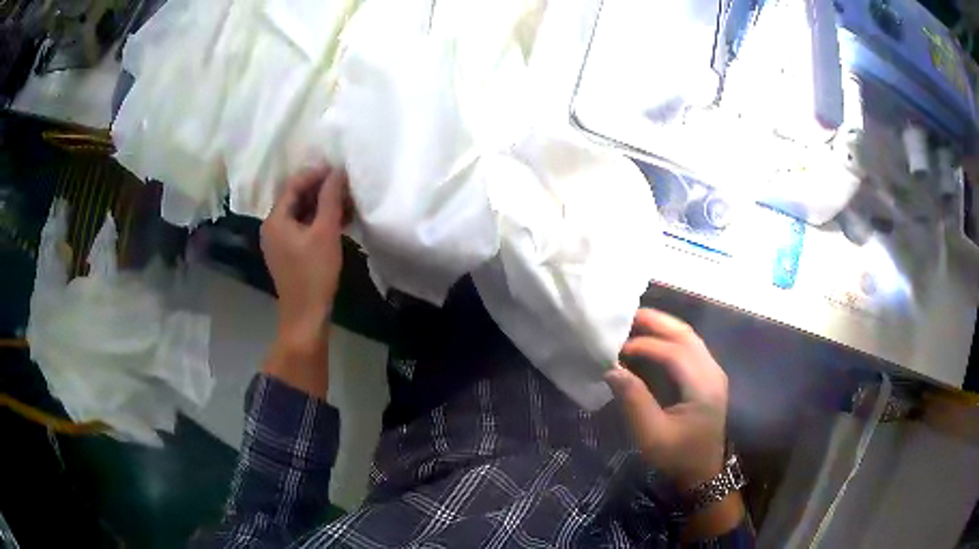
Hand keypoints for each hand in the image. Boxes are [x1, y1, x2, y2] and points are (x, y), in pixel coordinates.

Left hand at [261, 165, 348, 347]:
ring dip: (321, 205)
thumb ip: (330, 198)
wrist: (306, 315)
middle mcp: (272, 227)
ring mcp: (279, 241)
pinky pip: (302, 228)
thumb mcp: (326, 232)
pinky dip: (318, 221)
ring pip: (300, 213)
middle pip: (295, 198)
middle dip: (320, 189)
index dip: (315, 174)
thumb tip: (337, 172)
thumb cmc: (314, 272)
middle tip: (345, 185)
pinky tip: (339, 220)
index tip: (338, 169)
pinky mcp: (288, 253)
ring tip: (346, 201)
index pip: (293, 185)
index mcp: (276, 219)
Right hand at [606, 309, 727, 490]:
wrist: (703, 472)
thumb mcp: (652, 436)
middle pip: (685, 335)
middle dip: (655, 322)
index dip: (644, 345)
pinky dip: (668, 337)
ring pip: (688, 336)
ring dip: (662, 327)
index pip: (674, 352)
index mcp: (703, 386)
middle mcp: (712, 371)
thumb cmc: (677, 456)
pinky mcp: (708, 375)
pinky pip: (689, 346)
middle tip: (624, 316)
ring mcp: (713, 371)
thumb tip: (611, 369)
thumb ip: (634, 401)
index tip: (615, 349)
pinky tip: (650, 339)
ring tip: (633, 323)